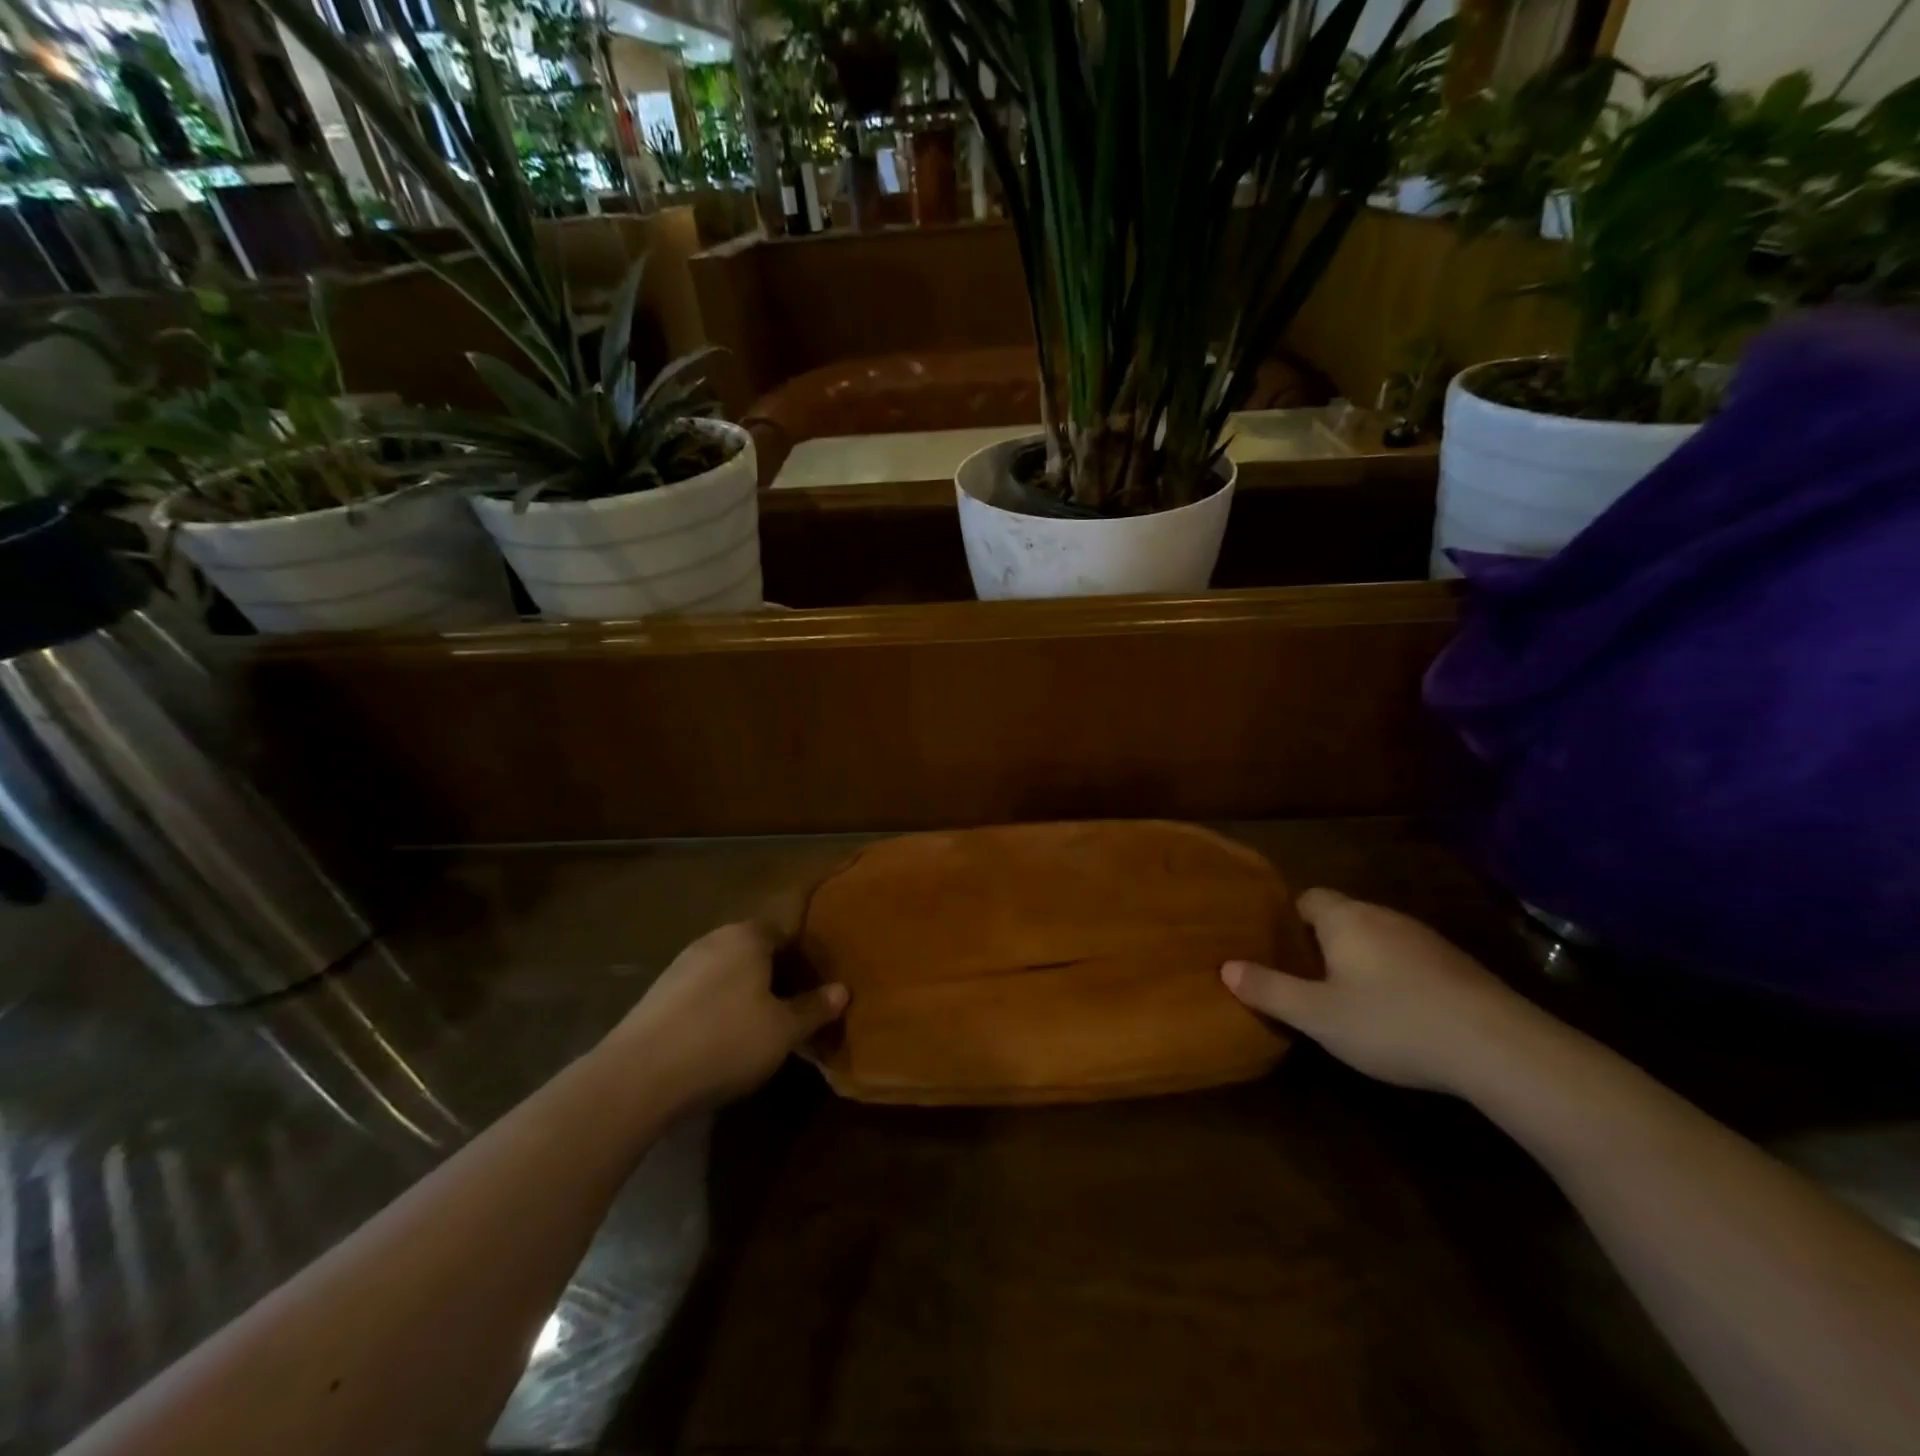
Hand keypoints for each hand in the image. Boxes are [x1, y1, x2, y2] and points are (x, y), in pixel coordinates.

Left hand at [600, 922, 847, 1111]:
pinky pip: (701, 994)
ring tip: (760, 1030)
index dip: (806, 960)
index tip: (818, 988)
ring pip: (727, 973)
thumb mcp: (783, 1031)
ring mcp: (680, 966)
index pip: (787, 933)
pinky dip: (716, 1009)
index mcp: (748, 936)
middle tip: (794, 1010)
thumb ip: (814, 1008)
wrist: (637, 1077)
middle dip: (776, 976)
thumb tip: (842, 990)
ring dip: (745, 994)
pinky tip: (720, 1041)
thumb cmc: (725, 1041)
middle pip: (756, 951)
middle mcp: (713, 940)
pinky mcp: (657, 995)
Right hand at [1222, 889, 1538, 1092]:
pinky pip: (1408, 960)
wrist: (1499, 1048)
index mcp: (1345, 918)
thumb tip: (1226, 967)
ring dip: (1360, 961)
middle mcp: (1383, 916)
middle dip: (1321, 943)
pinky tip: (1398, 1014)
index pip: (1306, 898)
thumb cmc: (1392, 1022)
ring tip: (1348, 1000)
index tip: (1277, 951)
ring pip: (1376, 939)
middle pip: (1341, 917)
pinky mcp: (1457, 966)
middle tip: (1305, 980)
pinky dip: (1395, 977)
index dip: (1288, 921)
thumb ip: (1269, 989)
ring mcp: (1425, 939)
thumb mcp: (1318, 1015)